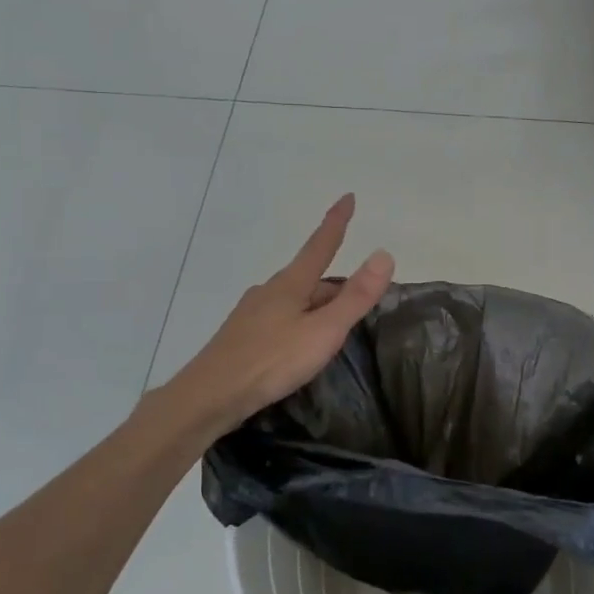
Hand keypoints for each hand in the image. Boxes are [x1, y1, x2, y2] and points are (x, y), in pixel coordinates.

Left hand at [163, 194, 393, 439]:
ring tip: (334, 328)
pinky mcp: (242, 337)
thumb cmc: (271, 361)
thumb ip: (355, 297)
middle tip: (359, 300)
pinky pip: (280, 320)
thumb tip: (383, 254)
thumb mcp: (323, 331)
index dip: (336, 222)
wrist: (210, 396)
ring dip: (317, 307)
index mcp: (290, 284)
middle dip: (335, 286)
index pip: (320, 244)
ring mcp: (252, 313)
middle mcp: (269, 291)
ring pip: (294, 301)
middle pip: (310, 278)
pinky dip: (299, 324)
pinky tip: (299, 346)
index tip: (348, 197)